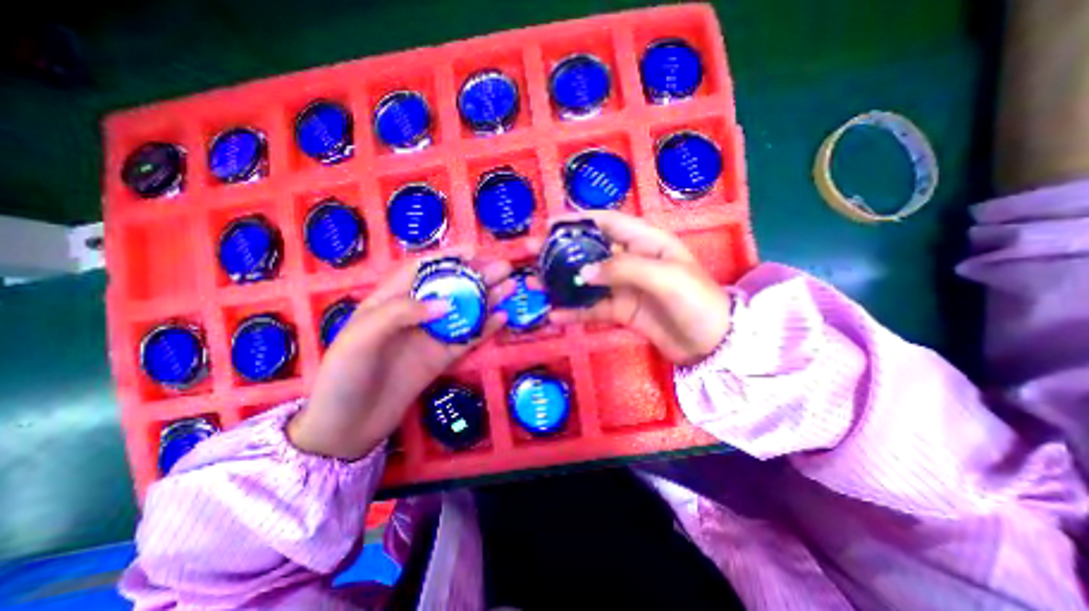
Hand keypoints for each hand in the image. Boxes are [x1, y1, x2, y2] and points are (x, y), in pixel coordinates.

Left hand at [287, 255, 512, 460]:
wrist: (347, 427)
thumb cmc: (344, 376)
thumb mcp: (360, 337)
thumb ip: (401, 313)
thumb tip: (446, 303)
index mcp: (389, 301)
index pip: (421, 271)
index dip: (447, 259)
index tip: (474, 252)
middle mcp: (414, 314)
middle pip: (450, 289)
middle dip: (477, 276)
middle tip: (504, 268)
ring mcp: (431, 336)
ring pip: (464, 312)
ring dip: (488, 299)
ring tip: (511, 287)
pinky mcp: (441, 358)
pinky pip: (467, 339)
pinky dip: (485, 328)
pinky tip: (502, 318)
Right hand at [535, 211, 729, 361]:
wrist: (712, 343)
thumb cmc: (695, 300)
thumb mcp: (663, 276)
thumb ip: (622, 269)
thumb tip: (583, 273)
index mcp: (645, 242)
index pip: (607, 223)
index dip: (579, 221)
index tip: (550, 226)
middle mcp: (631, 260)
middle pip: (590, 251)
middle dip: (561, 251)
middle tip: (532, 253)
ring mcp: (624, 287)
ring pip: (587, 281)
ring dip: (562, 282)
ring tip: (534, 283)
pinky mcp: (621, 311)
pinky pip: (593, 308)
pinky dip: (574, 311)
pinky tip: (554, 314)